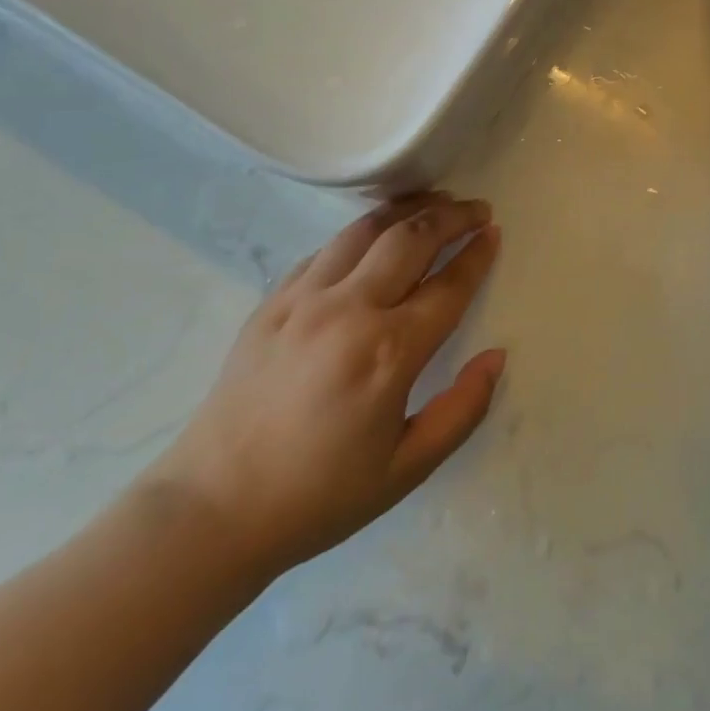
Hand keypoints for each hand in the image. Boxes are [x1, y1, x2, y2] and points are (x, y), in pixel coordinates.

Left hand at [147, 194, 505, 578]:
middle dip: (452, 216)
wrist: (213, 508)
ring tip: (434, 202)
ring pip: (366, 229)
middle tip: (477, 209)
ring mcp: (305, 299)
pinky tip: (373, 235)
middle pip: (411, 239)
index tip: (494, 233)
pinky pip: (326, 249)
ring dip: (408, 210)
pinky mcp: (273, 301)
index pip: (448, 286)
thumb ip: (462, 409)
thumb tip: (496, 356)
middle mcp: (350, 310)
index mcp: (389, 352)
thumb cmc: (319, 495)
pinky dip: (360, 232)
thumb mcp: (407, 469)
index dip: (477, 255)